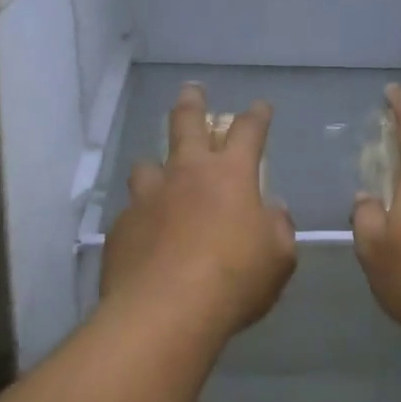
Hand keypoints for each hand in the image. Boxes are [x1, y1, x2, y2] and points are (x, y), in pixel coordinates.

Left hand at [101, 84, 296, 343]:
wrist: (166, 311)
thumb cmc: (234, 279)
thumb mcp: (278, 257)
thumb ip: (278, 228)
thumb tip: (272, 212)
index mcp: (230, 175)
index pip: (248, 131)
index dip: (257, 116)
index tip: (260, 106)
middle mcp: (186, 174)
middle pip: (186, 124)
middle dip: (192, 102)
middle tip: (192, 90)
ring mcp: (148, 198)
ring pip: (147, 165)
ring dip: (156, 166)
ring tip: (158, 173)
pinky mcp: (122, 227)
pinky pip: (132, 212)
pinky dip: (142, 216)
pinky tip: (145, 234)